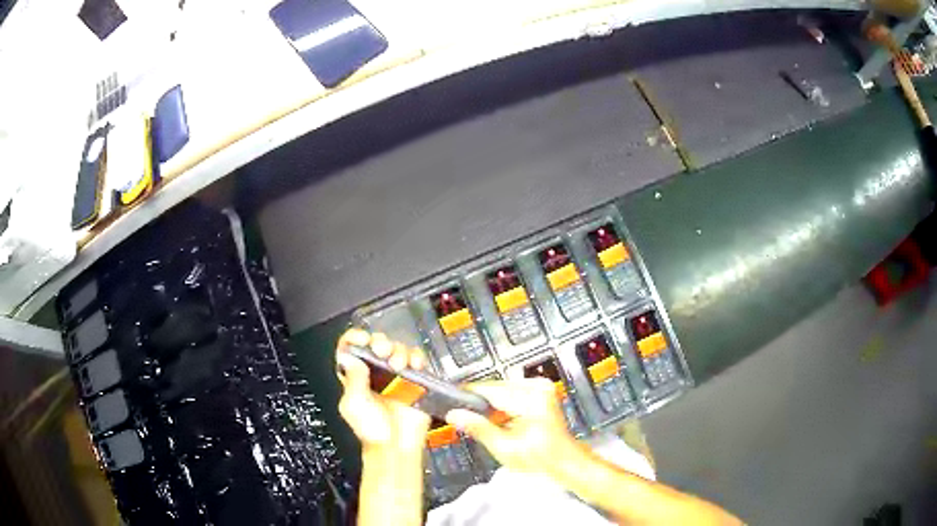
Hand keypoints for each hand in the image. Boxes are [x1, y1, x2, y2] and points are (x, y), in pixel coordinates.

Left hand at [335, 329, 430, 454]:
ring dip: (398, 350)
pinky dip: (417, 358)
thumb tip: (349, 356)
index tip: (362, 340)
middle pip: (376, 343)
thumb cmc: (373, 432)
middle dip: (379, 342)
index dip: (355, 339)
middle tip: (381, 350)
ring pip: (398, 348)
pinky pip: (418, 361)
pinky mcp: (415, 381)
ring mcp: (396, 376)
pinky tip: (413, 365)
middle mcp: (376, 373)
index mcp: (356, 376)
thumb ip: (353, 378)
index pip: (351, 349)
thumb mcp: (354, 404)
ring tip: (398, 364)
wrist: (396, 447)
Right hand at [446, 379, 581, 473]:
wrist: (563, 461)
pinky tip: (501, 421)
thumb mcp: (504, 447)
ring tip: (488, 425)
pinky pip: (514, 393)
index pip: (489, 389)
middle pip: (496, 389)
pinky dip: (504, 406)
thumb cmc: (542, 458)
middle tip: (465, 418)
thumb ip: (477, 427)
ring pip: (503, 391)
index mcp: (530, 397)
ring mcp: (541, 388)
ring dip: (492, 406)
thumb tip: (455, 414)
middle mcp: (538, 387)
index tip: (452, 401)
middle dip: (481, 404)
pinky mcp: (542, 392)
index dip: (467, 395)